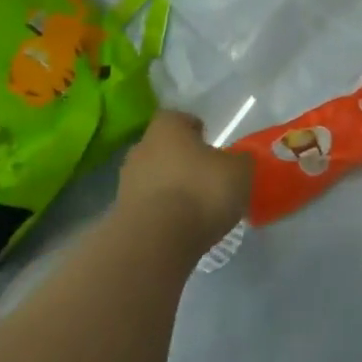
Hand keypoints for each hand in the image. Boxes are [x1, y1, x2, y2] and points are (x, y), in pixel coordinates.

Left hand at [118, 110, 251, 253]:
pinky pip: (147, 207)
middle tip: (205, 177)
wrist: (155, 242)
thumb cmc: (200, 191)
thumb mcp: (239, 172)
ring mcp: (126, 183)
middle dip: (181, 160)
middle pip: (163, 148)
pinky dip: (162, 213)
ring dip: (170, 188)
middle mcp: (141, 148)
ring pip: (153, 178)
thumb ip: (240, 161)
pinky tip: (180, 228)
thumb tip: (238, 161)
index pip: (178, 118)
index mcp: (167, 128)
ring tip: (195, 207)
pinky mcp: (121, 216)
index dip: (195, 129)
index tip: (210, 144)